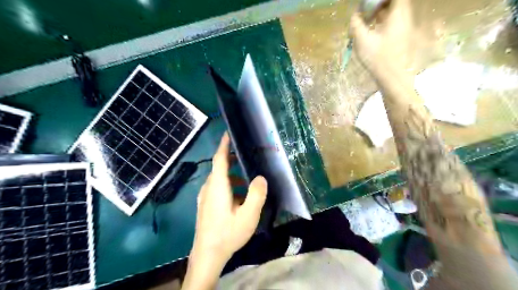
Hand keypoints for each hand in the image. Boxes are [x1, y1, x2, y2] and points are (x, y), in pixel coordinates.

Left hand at [189, 132, 266, 266]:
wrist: (207, 254)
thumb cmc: (228, 233)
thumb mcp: (248, 215)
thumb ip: (256, 194)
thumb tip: (260, 177)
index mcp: (218, 186)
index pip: (219, 159)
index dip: (224, 145)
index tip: (228, 133)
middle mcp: (209, 188)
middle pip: (219, 168)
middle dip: (232, 160)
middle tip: (246, 157)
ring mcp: (205, 197)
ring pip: (219, 180)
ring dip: (232, 176)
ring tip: (247, 182)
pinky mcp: (205, 205)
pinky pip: (217, 188)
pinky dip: (228, 186)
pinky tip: (238, 198)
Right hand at [350, 0, 415, 81]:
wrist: (392, 77)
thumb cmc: (377, 58)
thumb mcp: (362, 40)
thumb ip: (356, 24)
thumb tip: (354, 15)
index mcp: (398, 13)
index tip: (367, 3)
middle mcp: (404, 16)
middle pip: (394, 2)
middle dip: (378, 3)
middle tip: (364, 10)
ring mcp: (404, 27)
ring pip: (393, 11)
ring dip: (380, 11)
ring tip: (365, 19)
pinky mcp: (401, 36)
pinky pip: (393, 21)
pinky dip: (382, 20)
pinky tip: (371, 29)